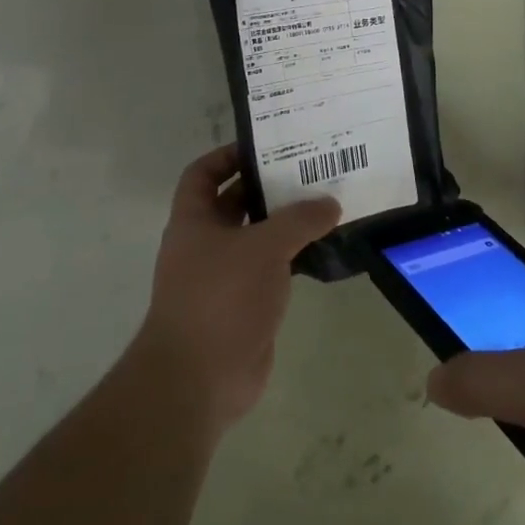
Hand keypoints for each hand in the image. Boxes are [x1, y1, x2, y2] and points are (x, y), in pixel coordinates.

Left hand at [134, 145, 339, 434]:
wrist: (199, 378)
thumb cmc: (221, 297)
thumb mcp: (264, 247)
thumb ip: (299, 220)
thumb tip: (330, 203)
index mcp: (194, 221)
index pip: (202, 173)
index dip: (227, 155)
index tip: (266, 146)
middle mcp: (205, 244)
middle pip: (235, 202)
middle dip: (267, 186)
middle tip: (310, 170)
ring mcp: (224, 277)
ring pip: (257, 238)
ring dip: (286, 223)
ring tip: (326, 203)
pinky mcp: (245, 305)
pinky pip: (271, 270)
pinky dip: (293, 258)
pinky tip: (324, 249)